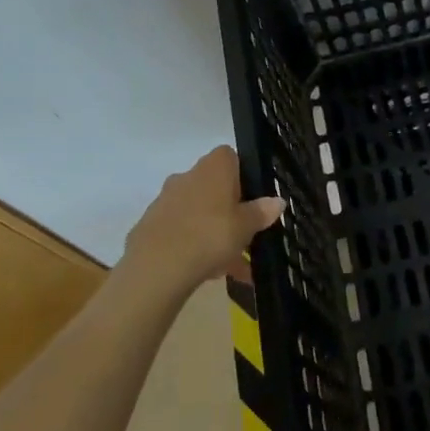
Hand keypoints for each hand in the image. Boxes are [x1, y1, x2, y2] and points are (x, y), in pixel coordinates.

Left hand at [122, 146, 284, 292]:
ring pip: (198, 212)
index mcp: (213, 167)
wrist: (157, 267)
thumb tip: (278, 200)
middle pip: (214, 187)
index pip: (231, 157)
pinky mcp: (151, 224)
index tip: (252, 202)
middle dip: (229, 211)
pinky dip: (193, 246)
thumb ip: (261, 212)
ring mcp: (166, 199)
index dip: (243, 177)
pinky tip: (206, 273)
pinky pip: (180, 231)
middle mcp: (188, 175)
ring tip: (231, 268)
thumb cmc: (210, 235)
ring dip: (213, 233)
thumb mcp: (245, 226)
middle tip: (244, 238)